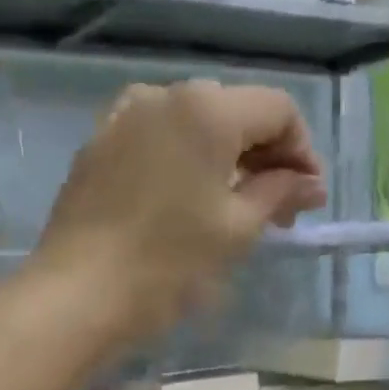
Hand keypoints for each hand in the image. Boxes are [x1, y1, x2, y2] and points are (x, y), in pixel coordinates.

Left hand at [30, 80, 327, 341]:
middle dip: (265, 156)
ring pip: (194, 125)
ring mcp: (123, 117)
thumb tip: (309, 184)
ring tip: (234, 209)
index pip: (277, 109)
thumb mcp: (236, 230)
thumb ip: (278, 194)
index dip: (302, 151)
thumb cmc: (168, 264)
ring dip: (225, 160)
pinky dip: (185, 163)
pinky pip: (157, 140)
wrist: (79, 295)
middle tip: (280, 210)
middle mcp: (163, 95)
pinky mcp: (97, 146)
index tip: (308, 198)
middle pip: (234, 112)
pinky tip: (187, 202)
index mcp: (206, 108)